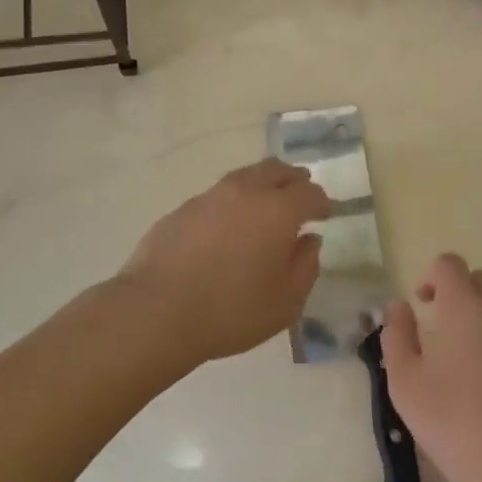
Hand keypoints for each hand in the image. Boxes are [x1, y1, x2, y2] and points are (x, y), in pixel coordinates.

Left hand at [117, 158, 331, 365]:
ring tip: (265, 205)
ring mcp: (210, 196)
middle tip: (300, 195)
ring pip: (245, 177)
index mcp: (277, 210)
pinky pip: (218, 195)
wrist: (156, 311)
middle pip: (276, 170)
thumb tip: (310, 241)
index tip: (326, 213)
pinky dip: (233, 202)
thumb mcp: (284, 303)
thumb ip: (305, 268)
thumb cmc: (230, 311)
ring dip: (262, 185)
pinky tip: (228, 225)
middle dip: (293, 180)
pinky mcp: (183, 208)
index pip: (309, 193)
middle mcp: (245, 192)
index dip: (322, 202)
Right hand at [380, 254, 481, 481]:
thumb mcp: (404, 384)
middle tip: (449, 335)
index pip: (449, 264)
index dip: (433, 277)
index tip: (425, 305)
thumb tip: (398, 305)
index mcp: (462, 306)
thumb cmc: (453, 425)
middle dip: (461, 297)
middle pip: (480, 281)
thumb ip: (396, 336)